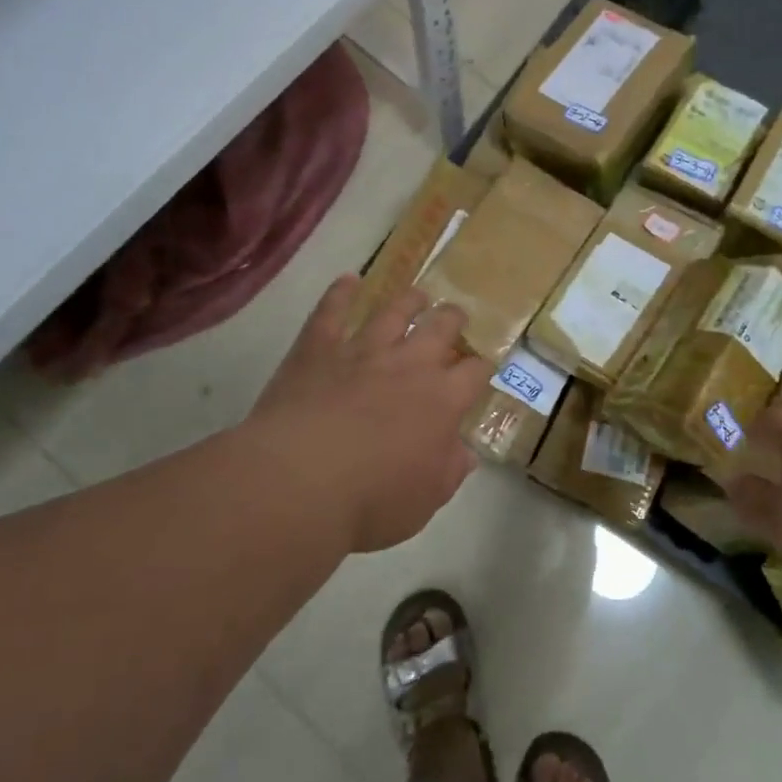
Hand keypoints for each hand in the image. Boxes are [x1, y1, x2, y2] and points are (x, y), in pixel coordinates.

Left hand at [248, 274, 490, 553]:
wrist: (299, 483)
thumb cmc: (371, 501)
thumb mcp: (425, 500)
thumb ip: (449, 471)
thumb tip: (464, 453)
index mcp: (442, 400)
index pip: (474, 372)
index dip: (481, 366)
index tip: (482, 366)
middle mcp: (409, 364)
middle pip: (441, 327)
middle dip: (452, 319)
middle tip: (455, 316)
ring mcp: (362, 351)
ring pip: (393, 311)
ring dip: (409, 300)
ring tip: (418, 295)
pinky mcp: (318, 348)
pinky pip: (331, 312)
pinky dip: (340, 294)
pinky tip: (348, 281)